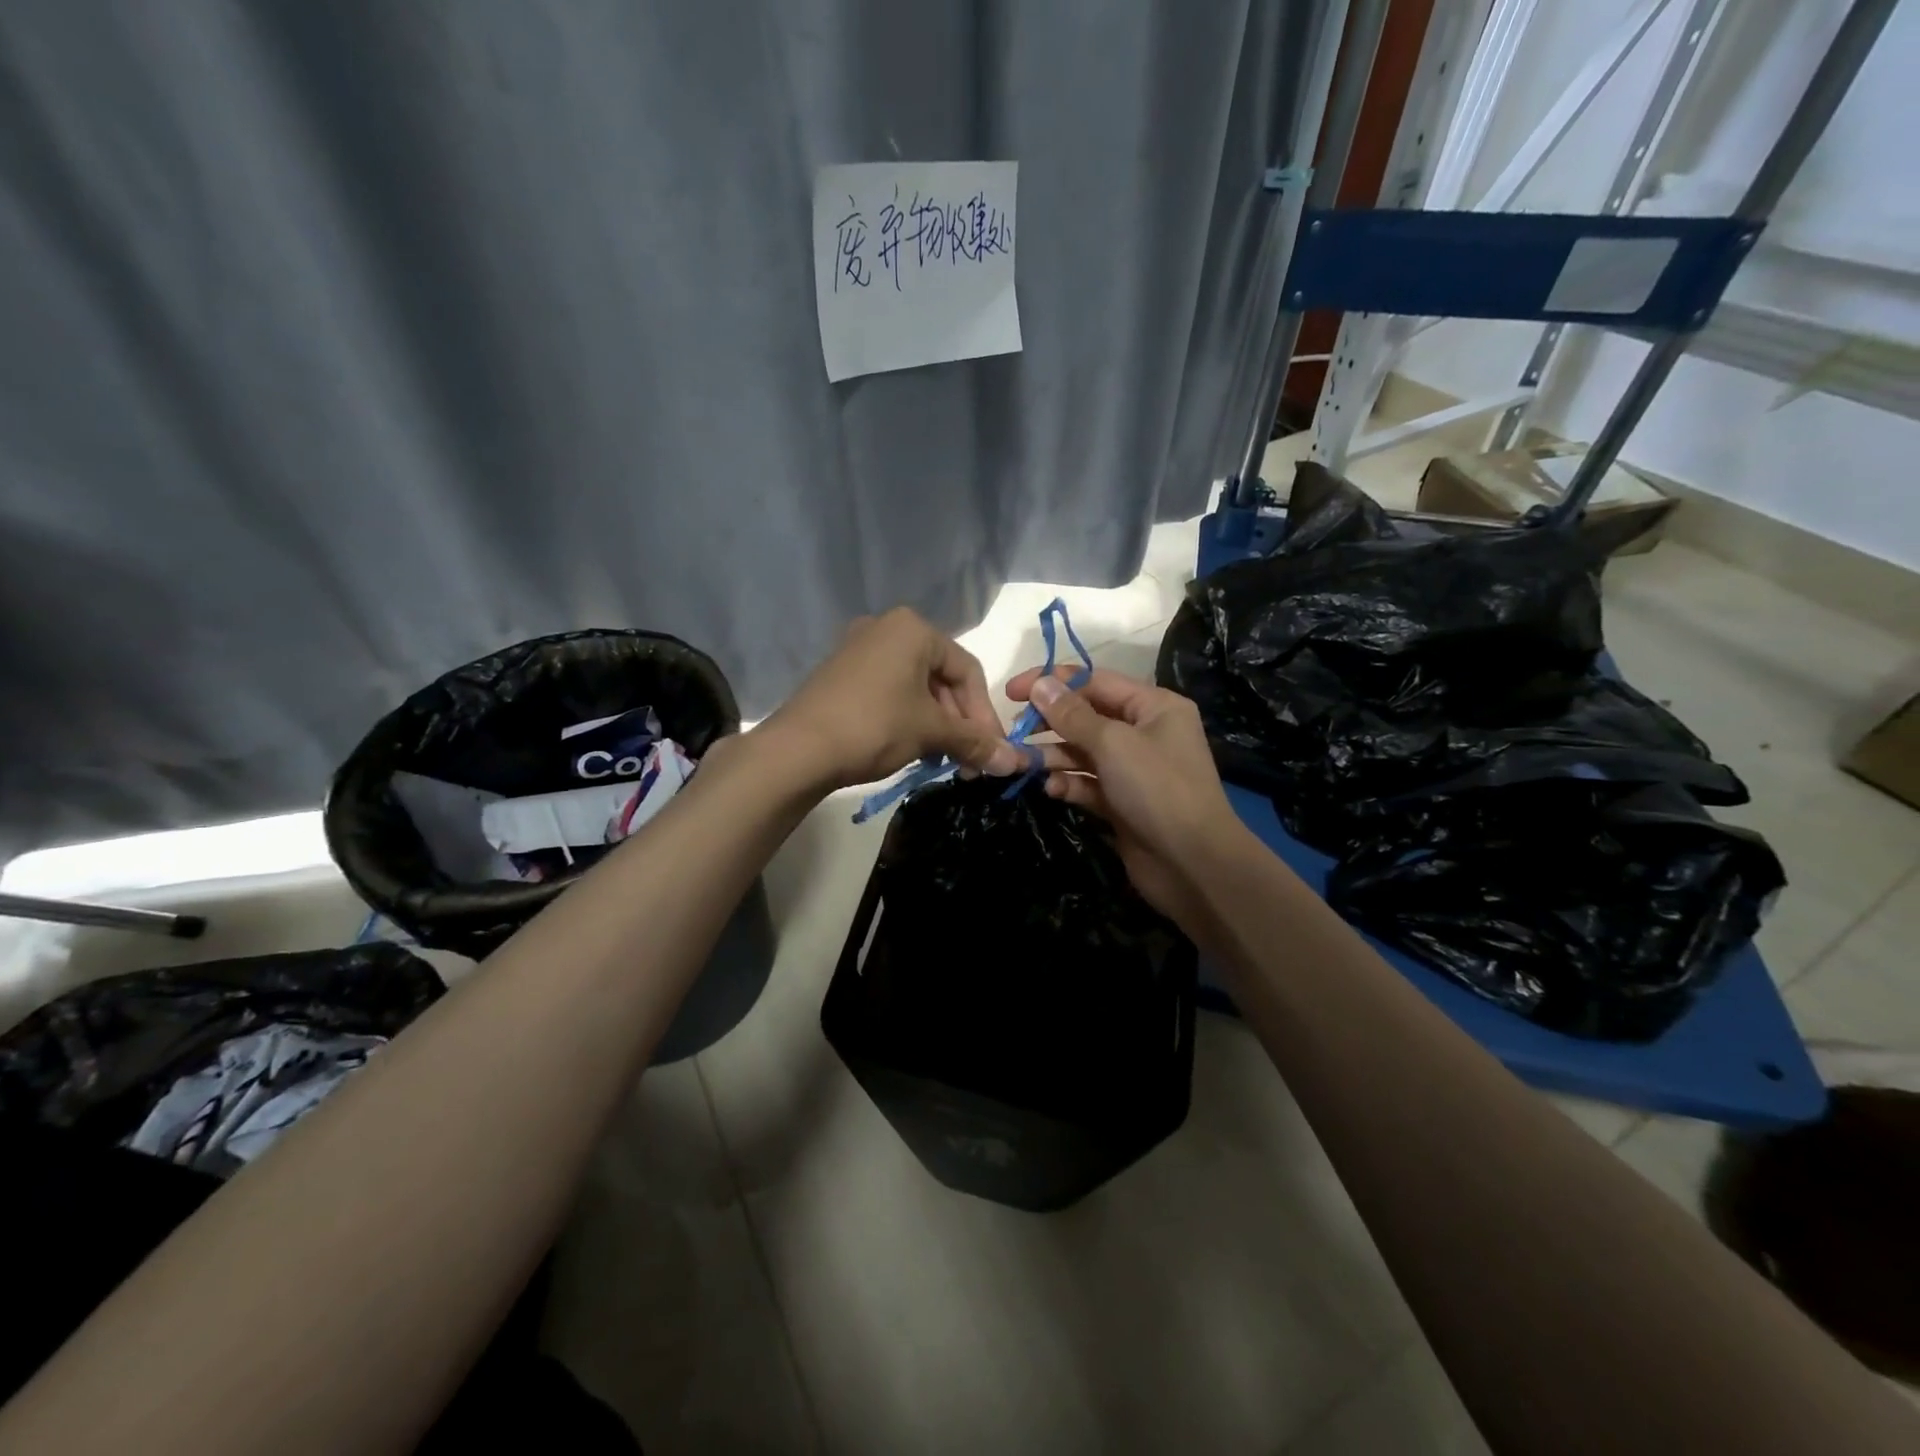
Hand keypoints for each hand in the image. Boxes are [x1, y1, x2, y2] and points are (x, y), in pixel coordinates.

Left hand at [768, 608, 1024, 790]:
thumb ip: (976, 742)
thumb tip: (1016, 763)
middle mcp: (886, 628)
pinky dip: (908, 718)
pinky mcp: (840, 674)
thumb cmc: (874, 726)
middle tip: (968, 760)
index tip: (993, 750)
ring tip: (941, 760)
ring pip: (915, 687)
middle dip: (959, 722)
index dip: (985, 714)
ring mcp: (858, 649)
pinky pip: (889, 692)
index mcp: (913, 629)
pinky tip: (912, 750)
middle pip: (941, 678)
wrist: (798, 749)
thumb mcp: (931, 733)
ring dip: (936, 725)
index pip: (967, 670)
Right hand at [1004, 665, 1247, 925]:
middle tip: (1014, 732)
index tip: (1012, 692)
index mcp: (1154, 706)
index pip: (1096, 681)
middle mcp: (1145, 732)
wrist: (1192, 864)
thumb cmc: (1157, 789)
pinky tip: (1052, 789)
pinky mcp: (1122, 802)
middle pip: (1087, 717)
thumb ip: (1072, 715)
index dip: (1053, 682)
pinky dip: (1069, 783)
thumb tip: (1040, 685)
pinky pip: (1088, 783)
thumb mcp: (1113, 744)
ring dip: (1053, 756)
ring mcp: (1134, 769)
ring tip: (1020, 763)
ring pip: (1083, 752)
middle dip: (1050, 723)